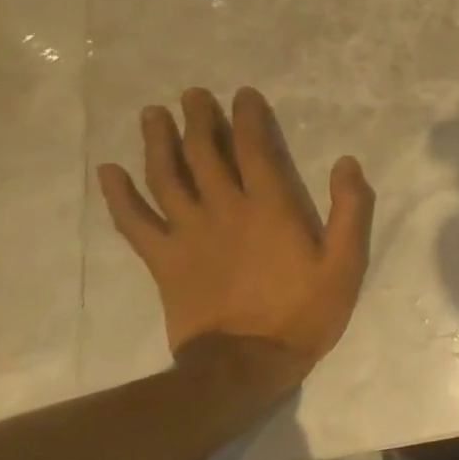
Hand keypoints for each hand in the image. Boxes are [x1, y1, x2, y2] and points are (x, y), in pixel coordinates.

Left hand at [97, 87, 373, 387]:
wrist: (244, 365)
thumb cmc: (304, 311)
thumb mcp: (345, 262)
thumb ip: (350, 209)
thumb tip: (347, 162)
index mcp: (270, 208)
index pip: (255, 150)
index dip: (248, 119)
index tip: (242, 94)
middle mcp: (225, 210)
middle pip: (205, 154)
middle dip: (200, 120)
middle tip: (192, 94)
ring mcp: (188, 234)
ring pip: (167, 177)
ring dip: (159, 142)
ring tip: (153, 114)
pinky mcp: (164, 260)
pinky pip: (135, 222)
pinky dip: (119, 195)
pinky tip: (108, 171)